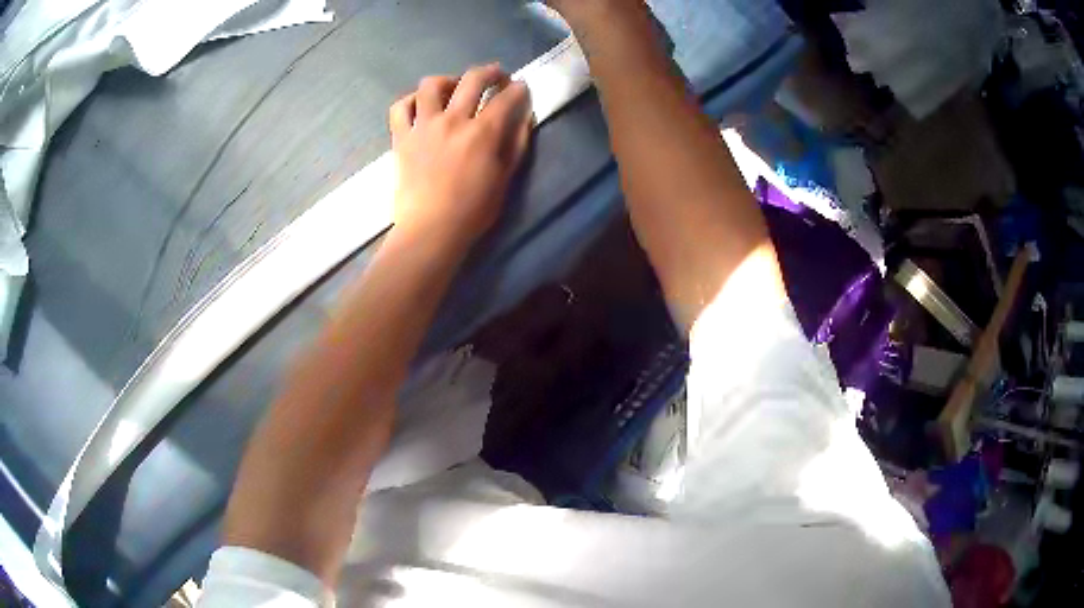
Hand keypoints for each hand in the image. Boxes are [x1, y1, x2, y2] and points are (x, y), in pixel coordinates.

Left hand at [389, 64, 532, 249]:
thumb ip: (516, 143)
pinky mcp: (401, 137)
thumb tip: (523, 117)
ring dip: (448, 80)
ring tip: (454, 88)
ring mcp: (423, 126)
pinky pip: (400, 107)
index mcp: (482, 132)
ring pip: (432, 85)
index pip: (506, 98)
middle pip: (473, 79)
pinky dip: (411, 101)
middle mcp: (452, 120)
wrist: (430, 229)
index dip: (518, 89)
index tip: (521, 88)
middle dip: (490, 72)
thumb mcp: (505, 177)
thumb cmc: (473, 210)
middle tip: (496, 76)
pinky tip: (420, 105)